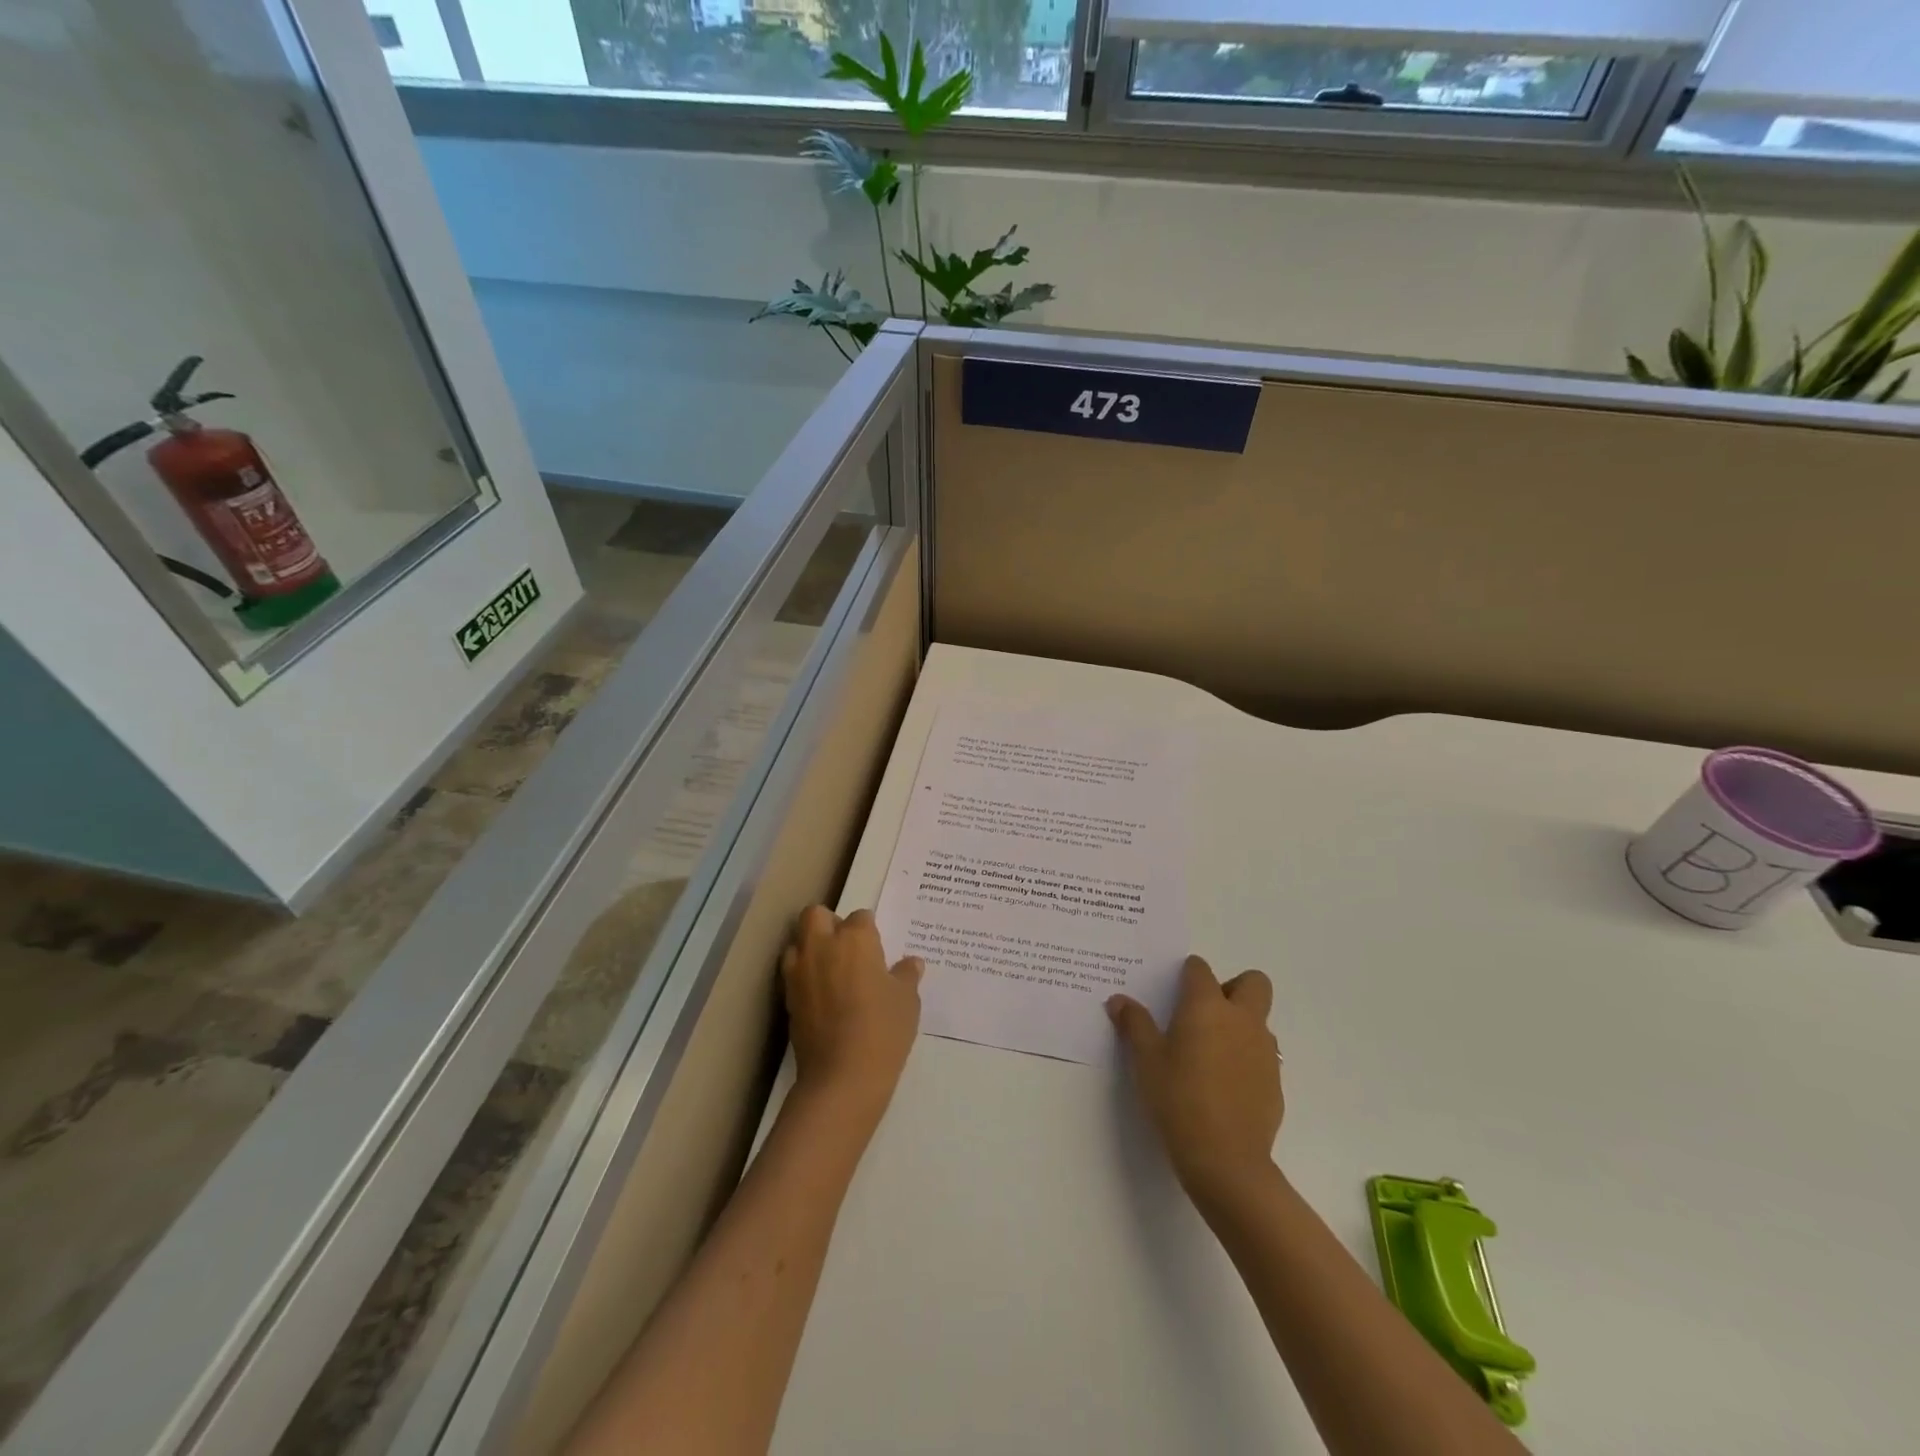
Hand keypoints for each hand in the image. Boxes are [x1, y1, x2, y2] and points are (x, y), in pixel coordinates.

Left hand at [783, 906, 923, 1130]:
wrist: (842, 1078)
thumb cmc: (883, 1030)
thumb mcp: (907, 1001)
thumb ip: (906, 976)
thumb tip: (911, 963)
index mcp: (855, 939)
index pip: (861, 917)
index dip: (869, 930)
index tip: (878, 948)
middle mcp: (822, 946)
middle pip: (815, 915)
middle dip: (829, 923)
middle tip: (847, 948)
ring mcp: (799, 972)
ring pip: (797, 942)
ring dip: (810, 948)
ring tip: (831, 971)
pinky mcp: (787, 998)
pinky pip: (792, 974)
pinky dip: (804, 977)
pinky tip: (822, 997)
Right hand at [1108, 955, 1282, 1203]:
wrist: (1226, 1159)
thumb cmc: (1178, 1099)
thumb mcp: (1145, 1061)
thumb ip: (1134, 1024)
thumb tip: (1119, 1000)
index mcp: (1207, 1006)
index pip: (1200, 969)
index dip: (1186, 974)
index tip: (1172, 991)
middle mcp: (1242, 1019)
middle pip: (1252, 982)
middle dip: (1232, 987)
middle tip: (1204, 1013)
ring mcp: (1265, 1050)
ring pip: (1259, 1019)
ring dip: (1240, 1024)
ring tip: (1210, 1053)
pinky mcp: (1275, 1081)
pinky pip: (1262, 1054)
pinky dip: (1246, 1057)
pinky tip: (1224, 1085)